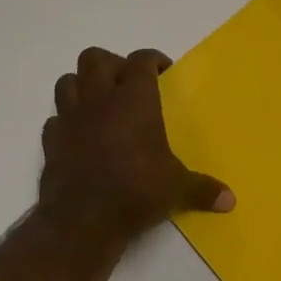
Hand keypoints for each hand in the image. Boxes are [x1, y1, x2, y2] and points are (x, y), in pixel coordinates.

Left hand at [39, 47, 233, 254]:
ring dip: (83, 85)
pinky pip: (55, 119)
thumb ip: (203, 189)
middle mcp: (99, 100)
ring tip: (100, 103)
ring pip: (67, 81)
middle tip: (128, 84)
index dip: (153, 59)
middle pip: (95, 58)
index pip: (141, 60)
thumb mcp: (177, 189)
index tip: (163, 71)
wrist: (82, 221)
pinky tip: (80, 136)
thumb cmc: (136, 192)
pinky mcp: (50, 142)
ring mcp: (70, 119)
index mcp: (134, 100)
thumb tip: (230, 201)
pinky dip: (66, 121)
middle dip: (112, 64)